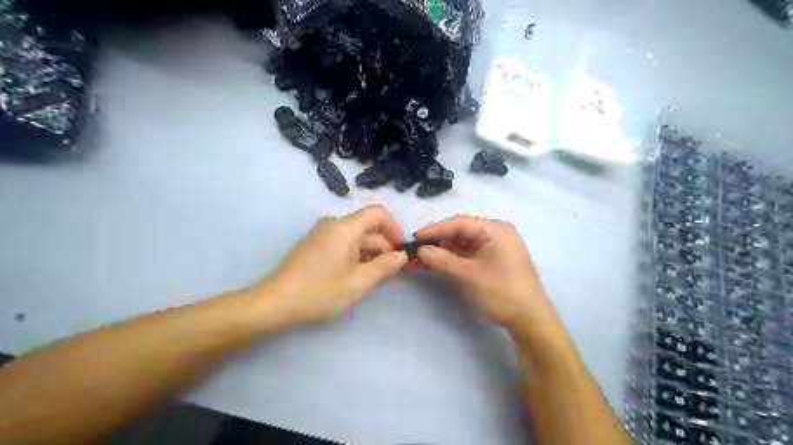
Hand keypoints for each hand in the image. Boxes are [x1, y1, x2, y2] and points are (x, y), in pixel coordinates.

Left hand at [258, 205, 407, 326]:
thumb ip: (385, 266)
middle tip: (395, 273)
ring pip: (357, 239)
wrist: (275, 303)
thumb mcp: (359, 282)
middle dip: (384, 248)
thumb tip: (402, 255)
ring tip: (377, 279)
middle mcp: (334, 224)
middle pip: (368, 229)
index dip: (395, 229)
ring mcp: (322, 234)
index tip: (401, 251)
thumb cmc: (320, 292)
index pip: (378, 213)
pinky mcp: (315, 246)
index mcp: (345, 227)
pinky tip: (357, 277)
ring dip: (371, 255)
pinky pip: (344, 245)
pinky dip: (356, 257)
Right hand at [416, 216, 555, 332]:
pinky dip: (453, 260)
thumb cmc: (501, 292)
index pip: (458, 223)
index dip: (434, 230)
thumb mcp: (468, 275)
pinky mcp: (493, 260)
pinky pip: (469, 255)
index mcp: (495, 230)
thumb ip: (441, 260)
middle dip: (437, 243)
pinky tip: (436, 266)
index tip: (413, 239)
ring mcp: (495, 247)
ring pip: (462, 245)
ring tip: (420, 261)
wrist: (530, 320)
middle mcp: (496, 233)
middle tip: (415, 253)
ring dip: (443, 253)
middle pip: (460, 233)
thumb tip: (419, 250)